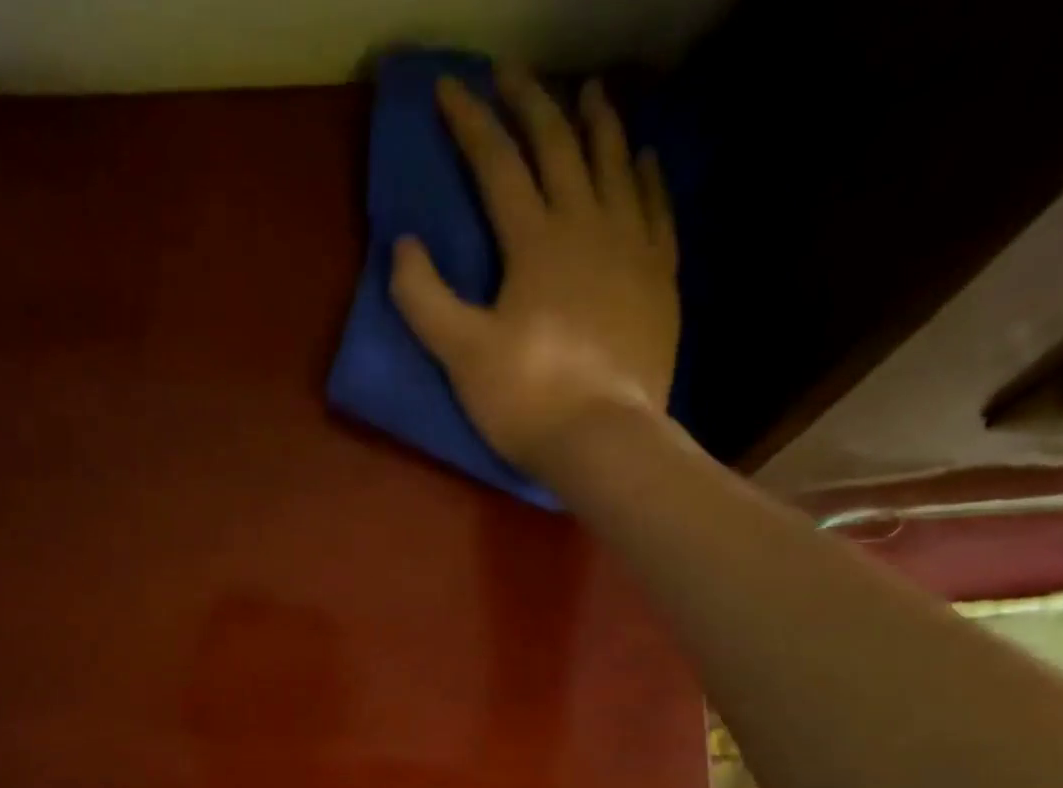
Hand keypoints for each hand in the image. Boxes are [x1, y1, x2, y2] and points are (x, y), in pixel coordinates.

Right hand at [390, 66, 679, 480]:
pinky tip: (643, 160)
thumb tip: (402, 245)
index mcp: (534, 241)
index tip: (450, 89)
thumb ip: (425, 299)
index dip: (470, 124)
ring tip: (589, 93)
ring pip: (615, 165)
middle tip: (513, 73)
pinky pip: (656, 209)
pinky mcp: (659, 278)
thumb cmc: (526, 399)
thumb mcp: (461, 354)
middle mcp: (587, 225)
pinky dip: (646, 178)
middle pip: (558, 146)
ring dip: (598, 124)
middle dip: (532, 103)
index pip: (497, 165)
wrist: (603, 438)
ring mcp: (631, 247)